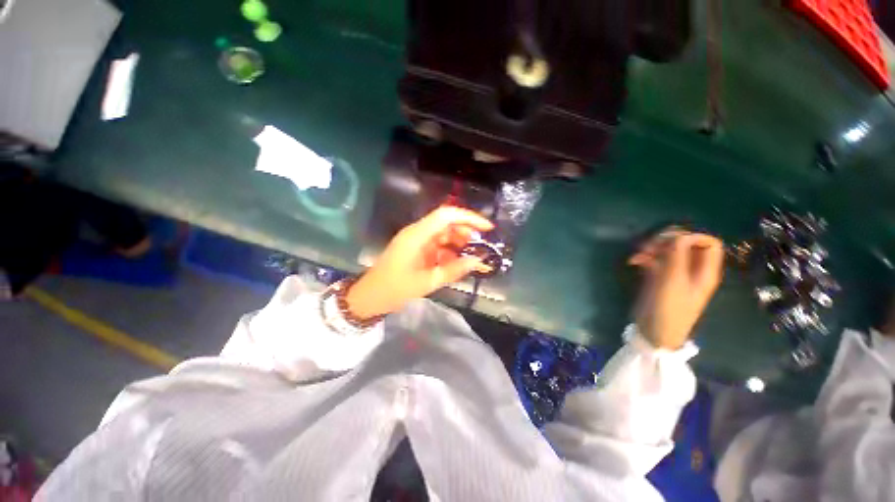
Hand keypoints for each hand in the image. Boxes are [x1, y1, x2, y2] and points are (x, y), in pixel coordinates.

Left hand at [346, 207, 493, 317]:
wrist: (369, 297)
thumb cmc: (395, 289)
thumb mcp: (427, 282)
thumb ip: (454, 270)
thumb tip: (478, 261)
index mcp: (417, 235)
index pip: (446, 215)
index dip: (468, 218)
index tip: (487, 228)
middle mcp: (417, 232)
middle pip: (446, 223)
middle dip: (466, 232)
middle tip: (481, 247)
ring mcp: (417, 240)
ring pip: (444, 234)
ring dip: (459, 243)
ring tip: (473, 258)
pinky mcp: (417, 249)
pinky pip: (438, 245)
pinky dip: (450, 252)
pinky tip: (458, 264)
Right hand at [629, 230, 723, 349]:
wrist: (654, 332)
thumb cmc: (669, 310)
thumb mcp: (673, 282)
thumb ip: (677, 257)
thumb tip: (677, 235)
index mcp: (704, 271)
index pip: (708, 243)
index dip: (692, 237)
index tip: (671, 241)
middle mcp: (691, 269)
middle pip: (685, 243)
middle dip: (667, 240)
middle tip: (650, 245)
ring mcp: (674, 273)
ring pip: (667, 249)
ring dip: (652, 247)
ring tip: (639, 253)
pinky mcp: (658, 277)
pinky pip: (653, 259)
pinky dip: (643, 257)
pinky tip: (633, 261)